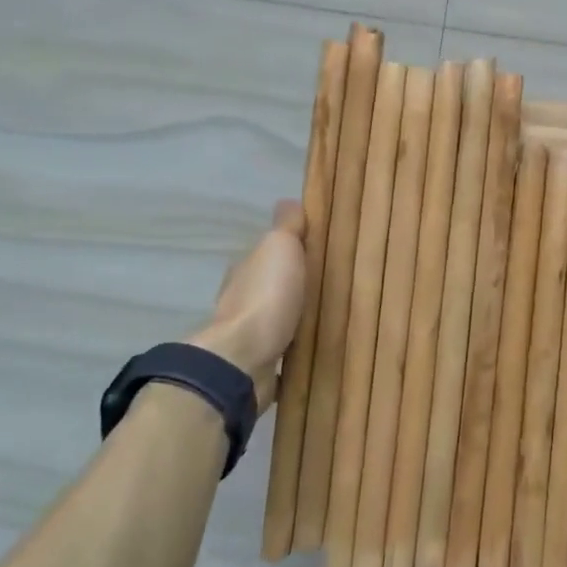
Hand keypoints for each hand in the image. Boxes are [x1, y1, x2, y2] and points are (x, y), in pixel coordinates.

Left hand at [186, 201, 306, 409]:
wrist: (244, 360)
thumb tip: (288, 202)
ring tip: (324, 316)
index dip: (288, 250)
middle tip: (326, 284)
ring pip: (275, 318)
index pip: (266, 254)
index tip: (314, 251)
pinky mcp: (257, 364)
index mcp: (245, 269)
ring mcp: (247, 335)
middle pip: (269, 286)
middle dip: (292, 285)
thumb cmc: (266, 296)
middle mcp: (240, 299)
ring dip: (292, 317)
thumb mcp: (280, 247)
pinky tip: (310, 347)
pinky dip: (292, 346)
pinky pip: (280, 350)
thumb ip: (286, 226)